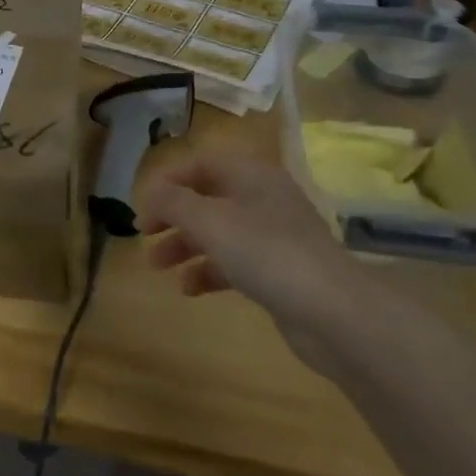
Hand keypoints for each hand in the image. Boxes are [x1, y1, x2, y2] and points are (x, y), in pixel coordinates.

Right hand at [139, 152, 366, 353]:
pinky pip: (233, 262)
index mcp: (251, 175)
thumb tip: (150, 192)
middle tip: (144, 236)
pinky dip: (208, 271)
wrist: (332, 311)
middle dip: (172, 216)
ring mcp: (273, 237)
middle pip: (207, 198)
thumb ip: (173, 201)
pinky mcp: (278, 271)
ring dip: (184, 246)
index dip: (168, 180)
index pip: (201, 164)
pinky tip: (188, 289)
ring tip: (158, 267)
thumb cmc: (265, 252)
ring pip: (217, 232)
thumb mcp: (209, 220)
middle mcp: (263, 199)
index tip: (143, 206)